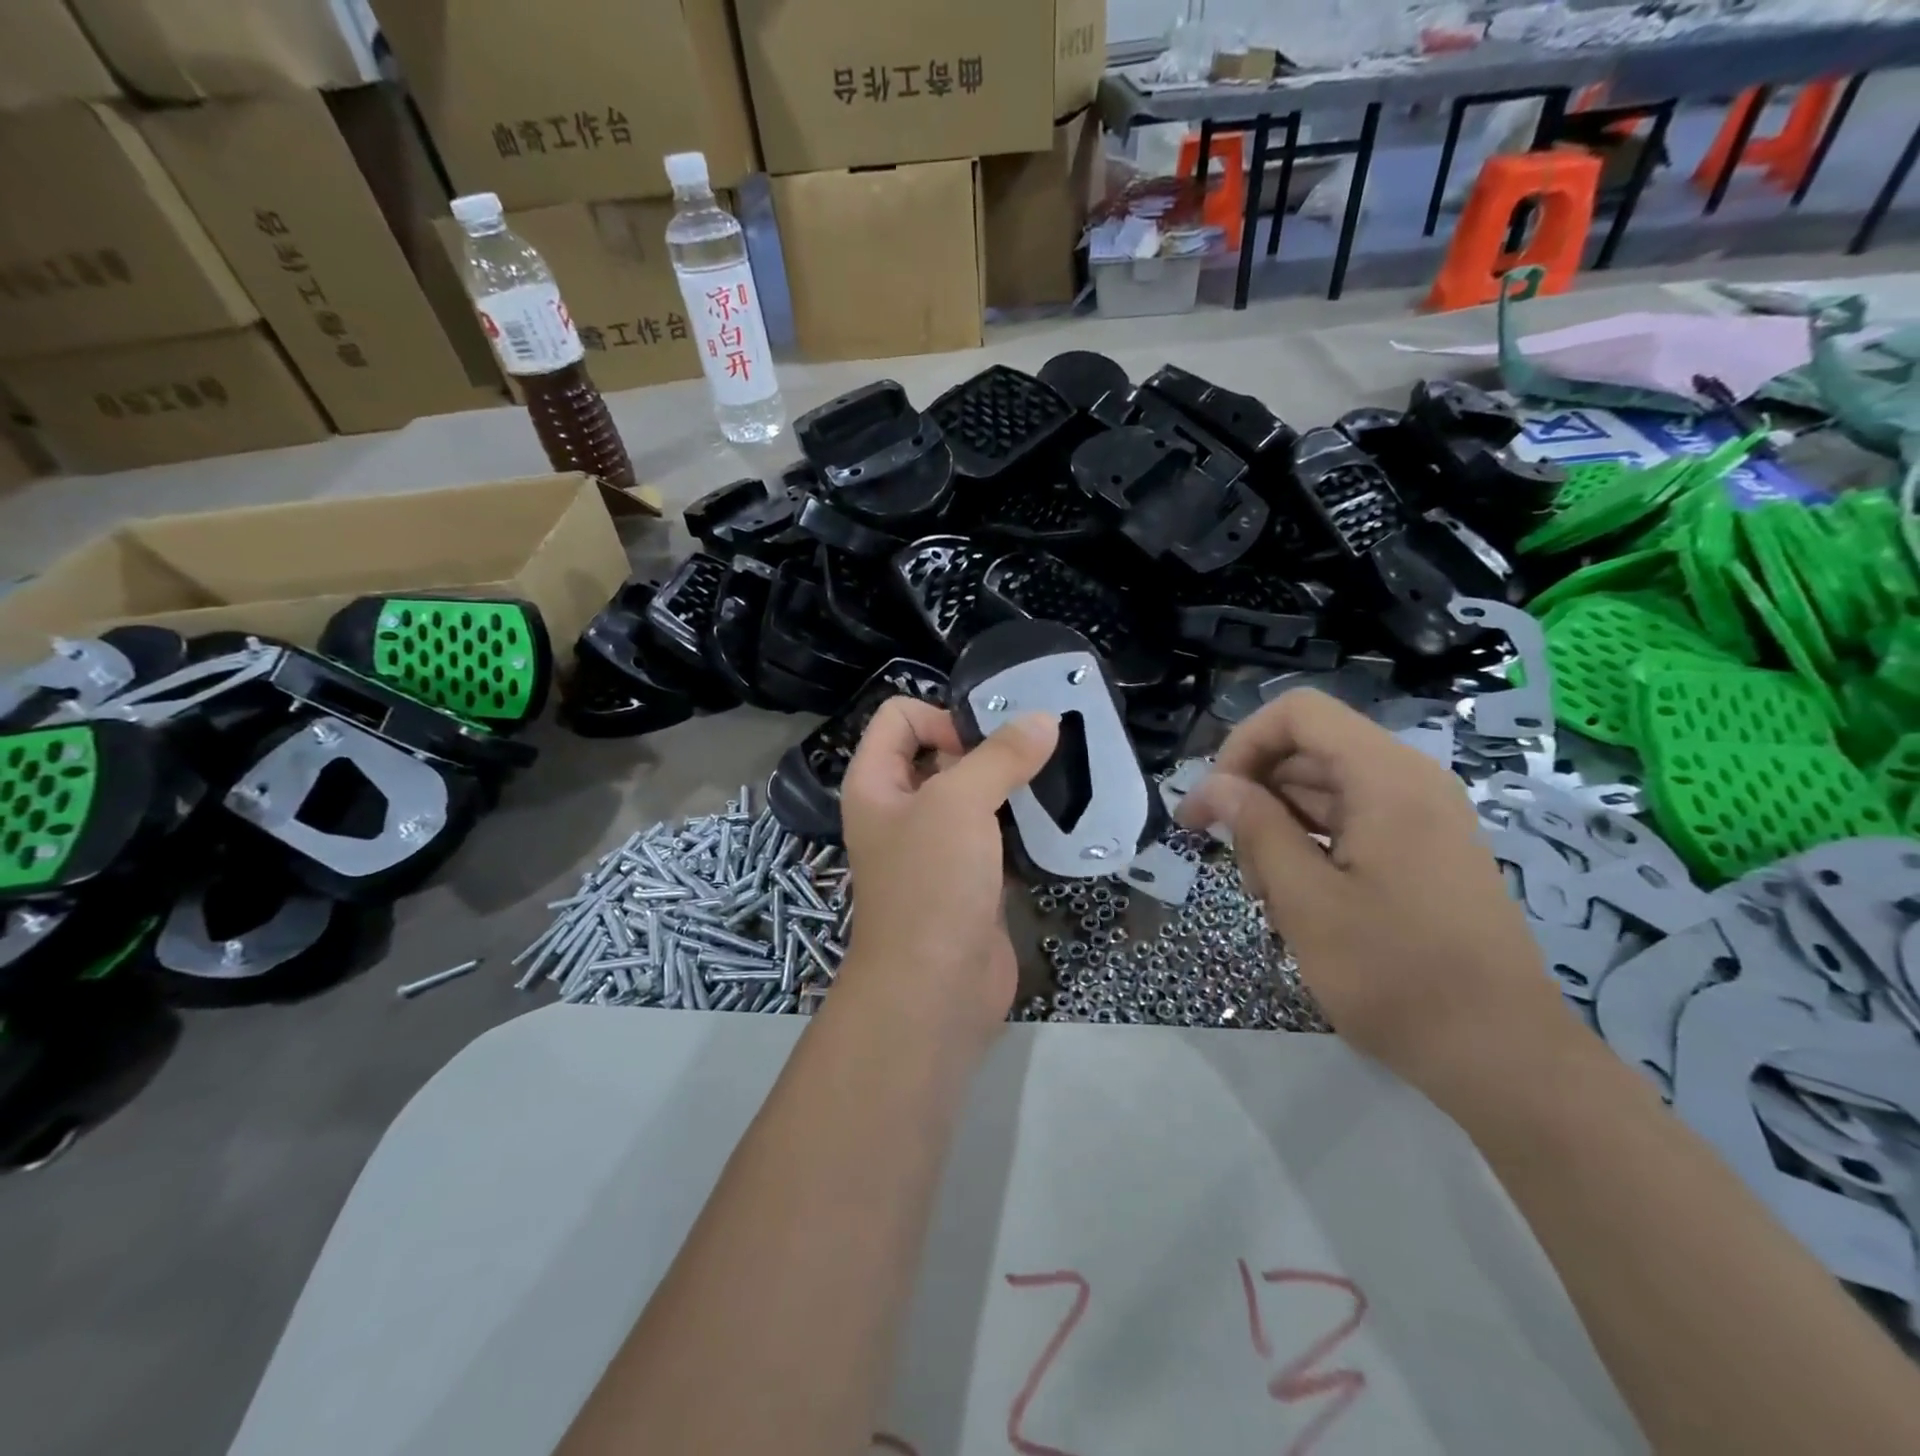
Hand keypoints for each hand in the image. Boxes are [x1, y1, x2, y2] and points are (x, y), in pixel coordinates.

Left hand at [836, 698, 1058, 1053]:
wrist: (935, 989)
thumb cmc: (931, 883)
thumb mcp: (958, 804)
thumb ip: (999, 756)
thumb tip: (1043, 718)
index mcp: (875, 782)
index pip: (900, 717)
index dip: (941, 717)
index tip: (984, 744)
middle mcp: (900, 808)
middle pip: (940, 751)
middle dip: (987, 745)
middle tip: (1039, 749)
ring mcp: (935, 845)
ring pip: (973, 793)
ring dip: (1010, 783)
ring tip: (1056, 775)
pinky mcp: (969, 876)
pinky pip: (994, 831)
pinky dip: (1021, 820)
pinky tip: (1056, 816)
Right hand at [1177, 689, 1570, 1100]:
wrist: (1503, 1056)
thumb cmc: (1396, 975)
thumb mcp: (1306, 901)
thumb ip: (1256, 829)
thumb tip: (1215, 785)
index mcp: (1386, 778)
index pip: (1298, 714)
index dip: (1243, 744)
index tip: (1214, 801)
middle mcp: (1410, 781)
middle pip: (1309, 750)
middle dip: (1254, 789)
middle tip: (1218, 849)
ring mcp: (1422, 817)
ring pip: (1325, 788)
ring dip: (1278, 822)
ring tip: (1260, 885)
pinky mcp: (1425, 851)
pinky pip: (1352, 821)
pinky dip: (1311, 843)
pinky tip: (1294, 895)